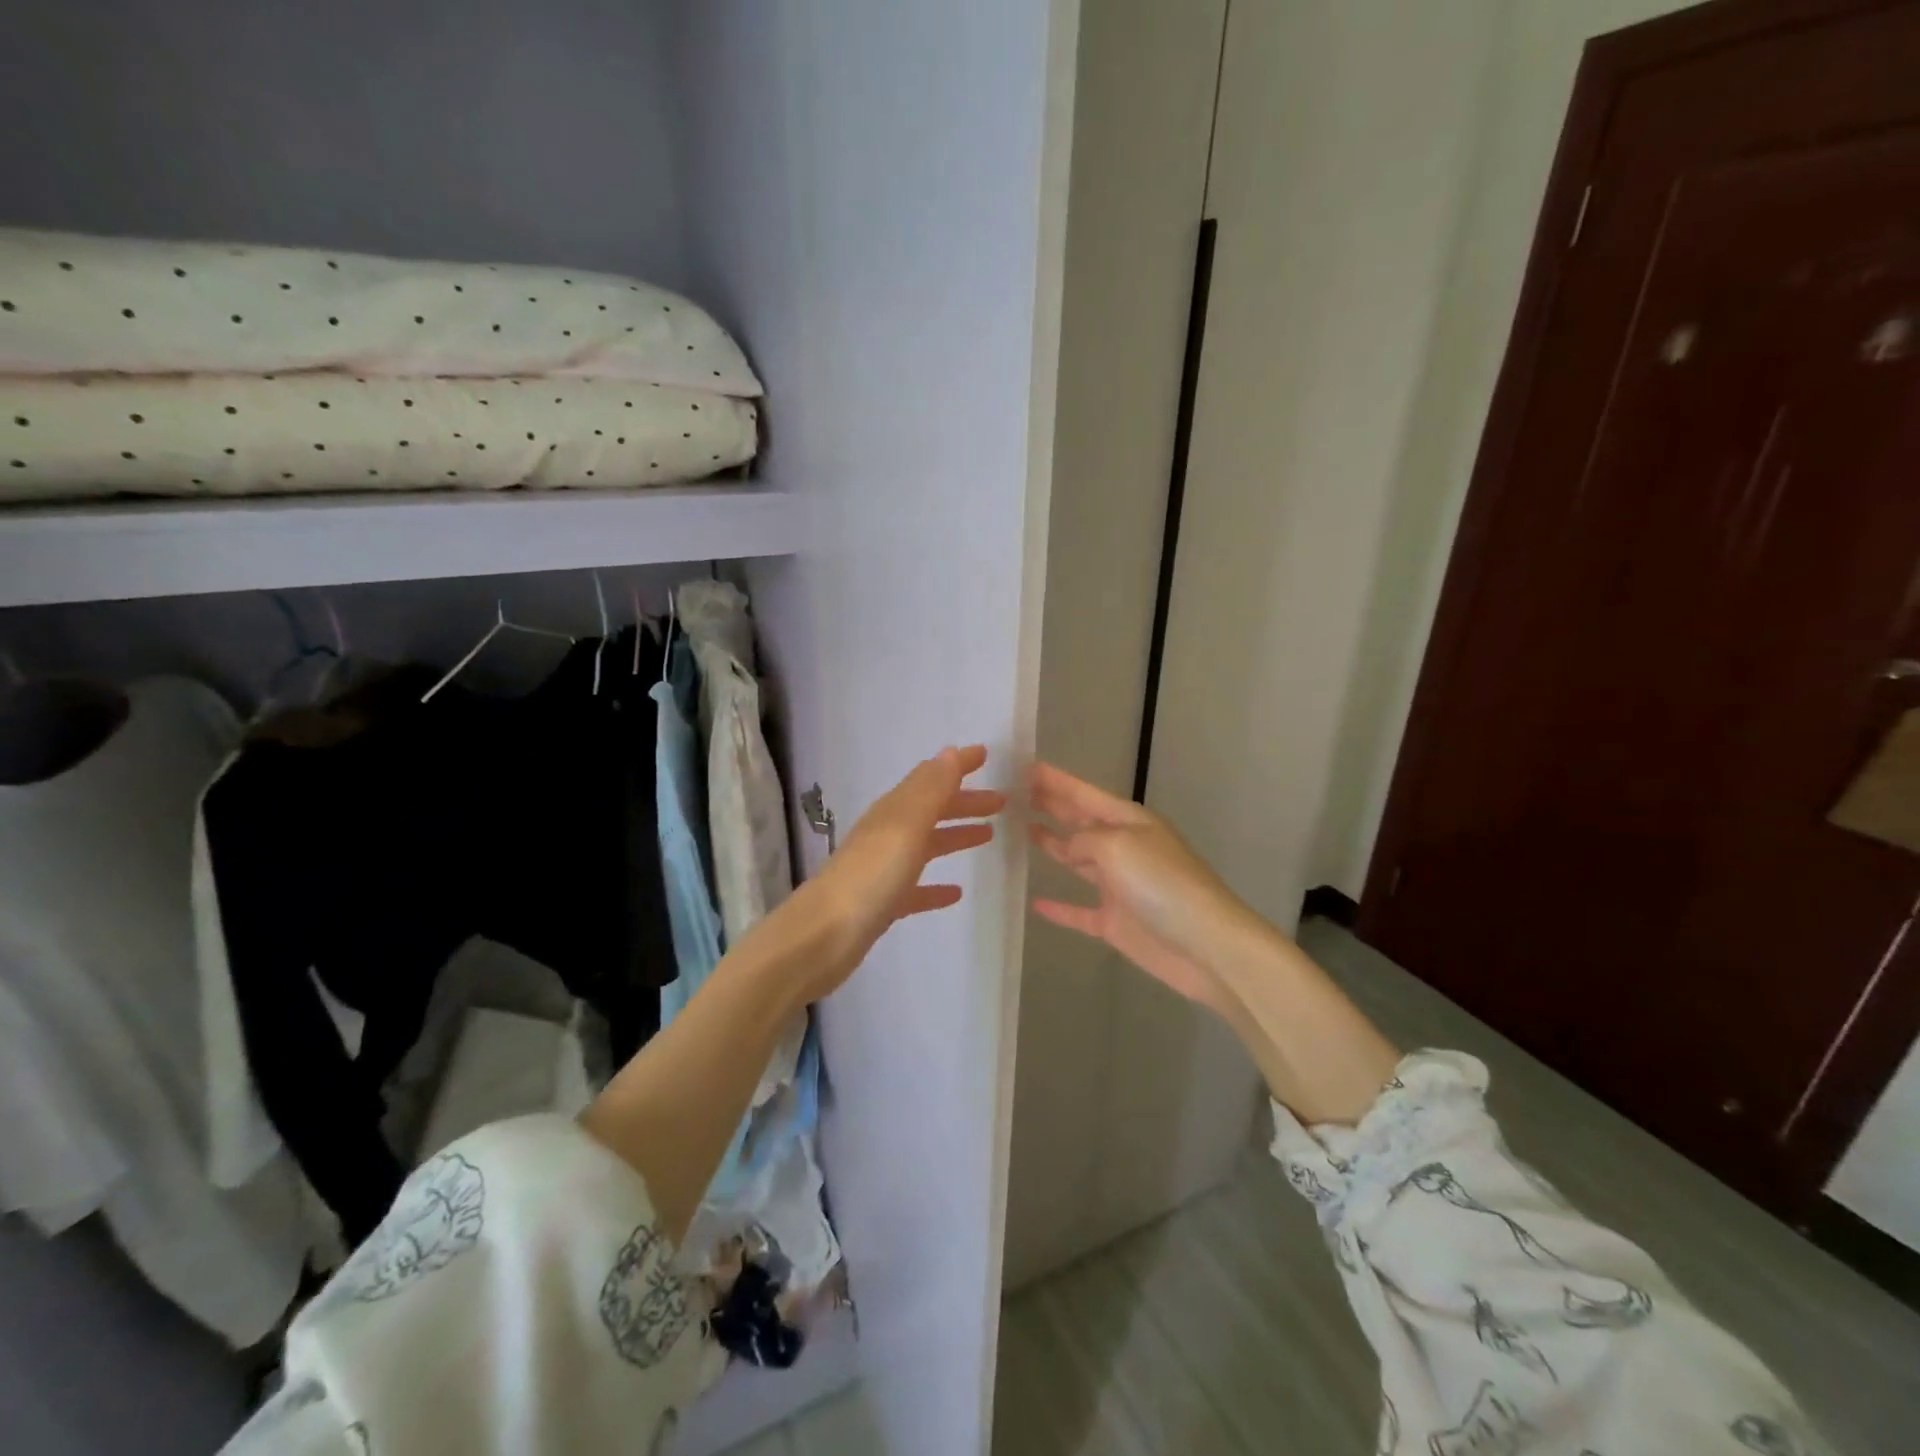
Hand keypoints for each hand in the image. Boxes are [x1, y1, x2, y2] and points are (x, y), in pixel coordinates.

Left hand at [792, 746, 1005, 1000]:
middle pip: (931, 810)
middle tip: (1001, 802)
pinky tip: (956, 893)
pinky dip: (936, 886)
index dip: (957, 765)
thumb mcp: (905, 826)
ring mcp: (884, 870)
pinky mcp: (883, 904)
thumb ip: (929, 790)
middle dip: (964, 802)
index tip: (985, 755)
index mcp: (893, 812)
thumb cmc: (871, 877)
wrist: (824, 936)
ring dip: (955, 836)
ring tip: (988, 836)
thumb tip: (949, 752)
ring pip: (926, 844)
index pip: (930, 779)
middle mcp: (887, 835)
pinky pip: (916, 888)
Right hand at [1028, 761, 1254, 1016]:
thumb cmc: (1162, 883)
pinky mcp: (1116, 923)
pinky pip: (1080, 912)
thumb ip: (1084, 840)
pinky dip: (1059, 908)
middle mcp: (1123, 848)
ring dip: (1053, 846)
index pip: (1084, 794)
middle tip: (1016, 794)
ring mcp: (1120, 886)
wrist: (1205, 945)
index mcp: (1129, 822)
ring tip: (1021, 831)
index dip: (1055, 780)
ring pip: (1078, 861)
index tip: (1025, 765)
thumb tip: (1070, 848)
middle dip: (1052, 806)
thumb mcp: (1117, 846)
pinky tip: (1036, 901)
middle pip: (1080, 822)